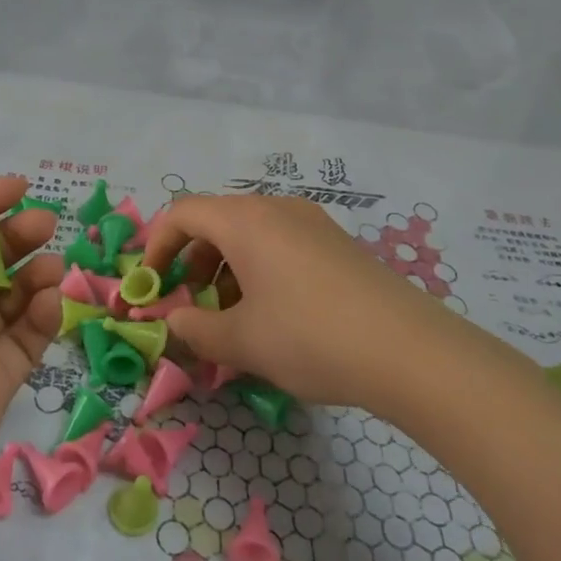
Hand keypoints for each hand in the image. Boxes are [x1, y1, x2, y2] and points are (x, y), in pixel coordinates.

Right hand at [143, 193, 452, 412]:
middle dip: (192, 261)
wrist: (410, 351)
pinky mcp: (337, 244)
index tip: (150, 285)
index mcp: (246, 220)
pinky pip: (281, 244)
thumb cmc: (310, 338)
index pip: (182, 212)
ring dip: (226, 268)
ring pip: (250, 234)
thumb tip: (175, 320)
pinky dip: (259, 270)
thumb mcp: (242, 342)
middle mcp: (277, 208)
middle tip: (191, 305)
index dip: (157, 245)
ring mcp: (313, 223)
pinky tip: (273, 315)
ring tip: (231, 316)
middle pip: (216, 221)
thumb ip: (195, 329)